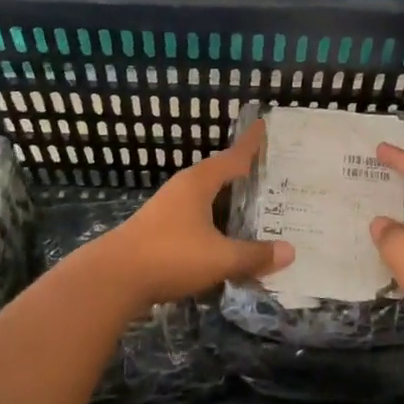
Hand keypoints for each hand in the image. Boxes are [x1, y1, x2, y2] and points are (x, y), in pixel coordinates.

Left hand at [83, 123, 292, 310]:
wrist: (113, 278)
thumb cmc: (170, 256)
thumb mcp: (220, 258)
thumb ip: (255, 255)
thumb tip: (290, 251)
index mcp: (198, 183)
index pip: (232, 157)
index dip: (250, 143)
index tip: (263, 125)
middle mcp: (183, 189)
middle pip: (218, 175)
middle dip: (242, 174)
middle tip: (270, 173)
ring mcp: (167, 209)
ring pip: (206, 198)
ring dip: (227, 201)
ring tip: (254, 207)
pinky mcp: (159, 230)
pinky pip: (196, 218)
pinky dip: (214, 222)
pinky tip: (224, 238)